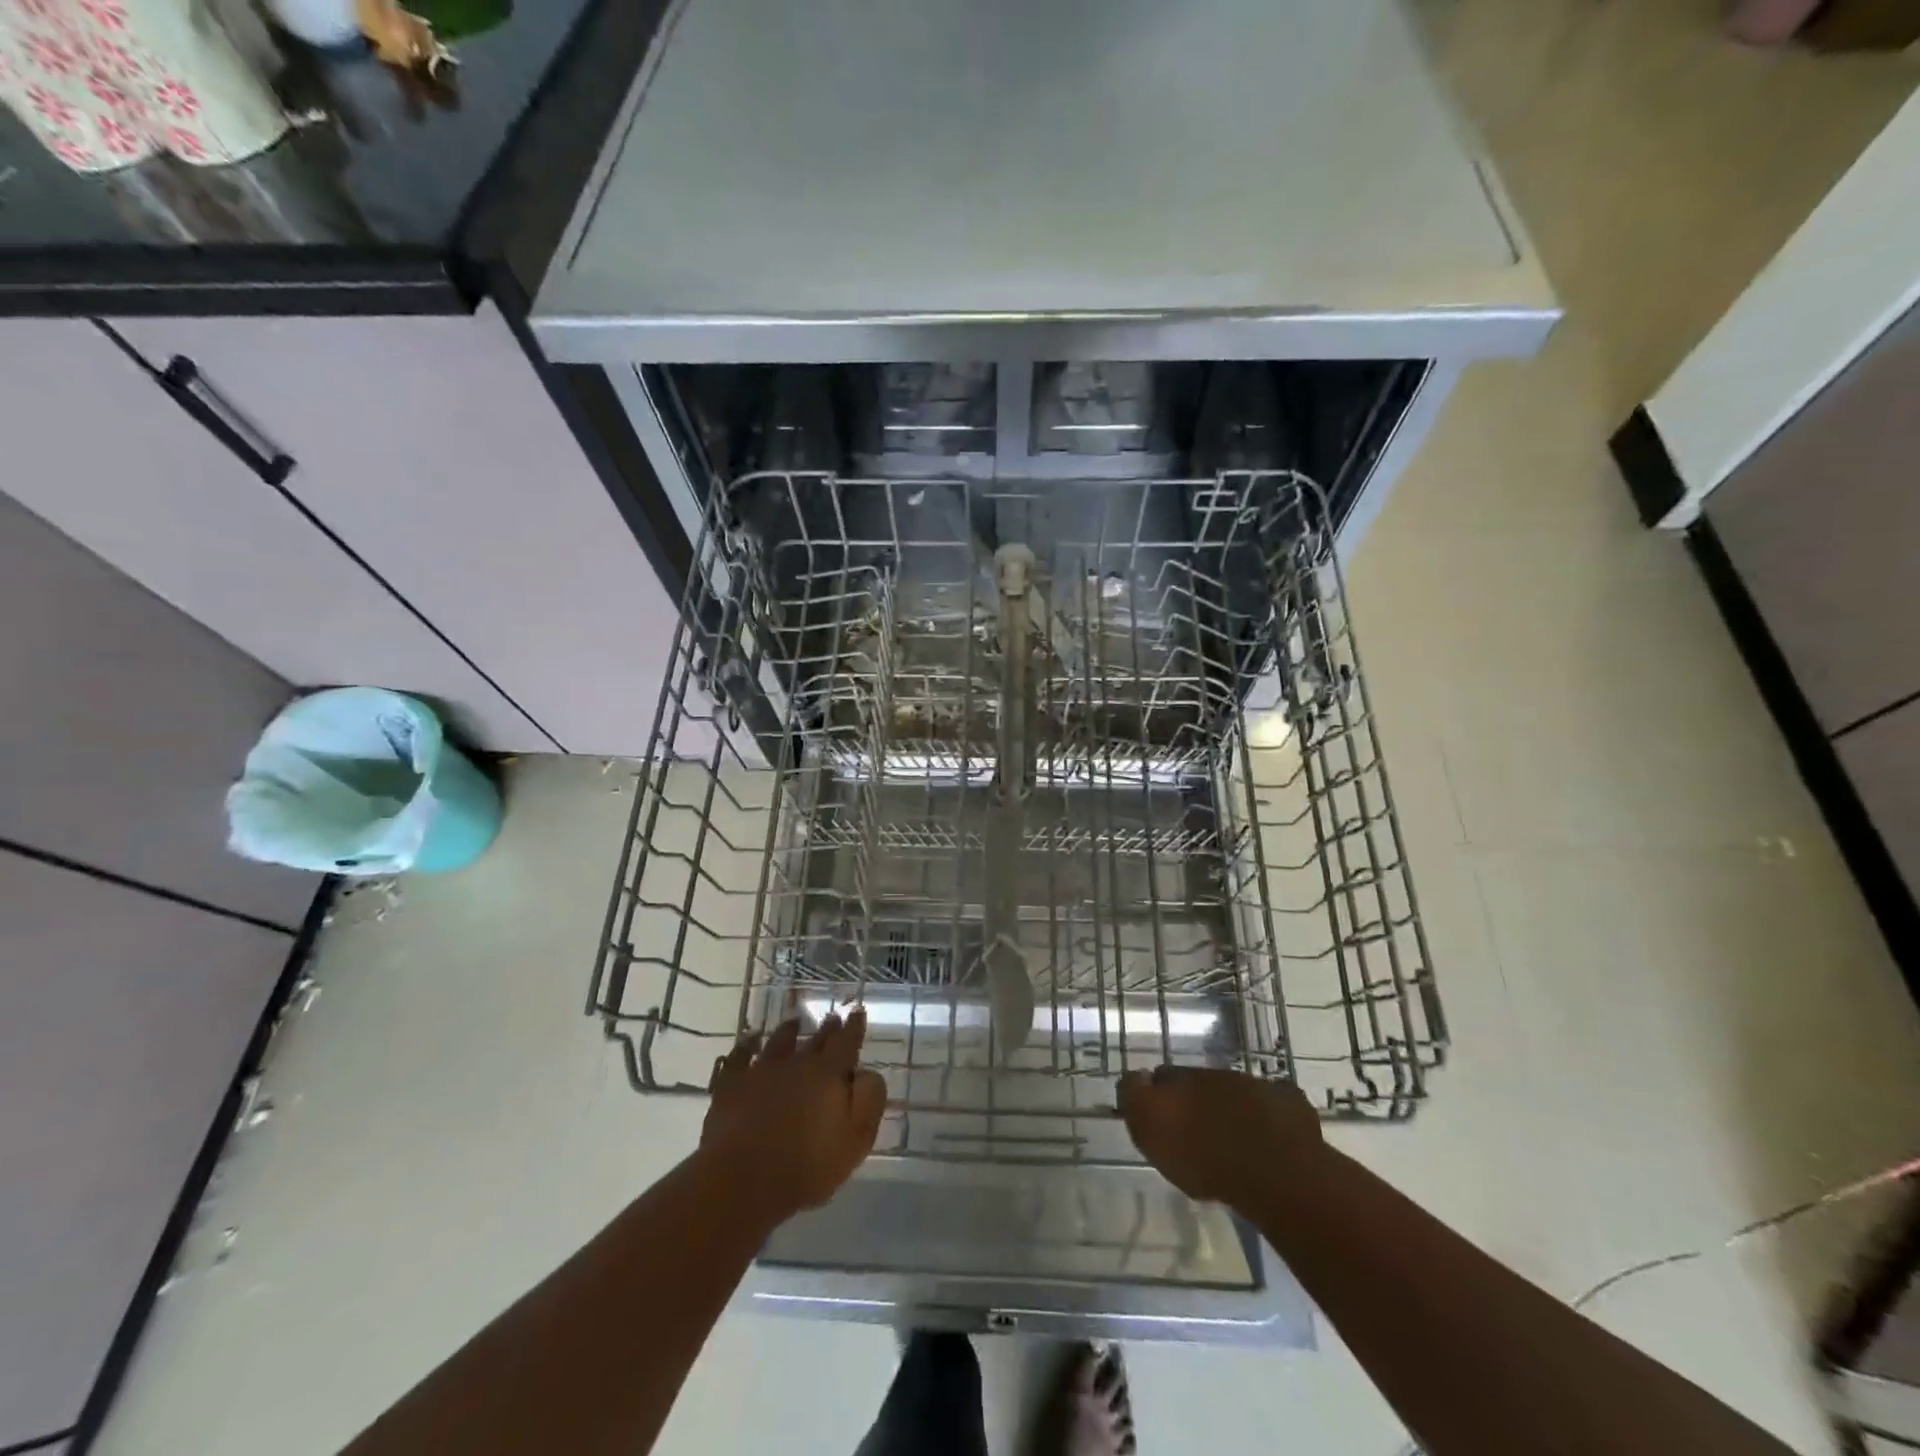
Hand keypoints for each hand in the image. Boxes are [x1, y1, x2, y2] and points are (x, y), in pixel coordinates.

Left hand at [699, 1010, 887, 1226]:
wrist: (744, 1182)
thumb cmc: (808, 1166)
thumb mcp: (856, 1140)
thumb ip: (869, 1100)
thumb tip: (867, 1073)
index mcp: (828, 1073)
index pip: (847, 1042)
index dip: (854, 1027)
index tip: (858, 1012)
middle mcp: (796, 1063)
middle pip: (816, 1040)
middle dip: (827, 1028)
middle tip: (833, 1018)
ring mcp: (761, 1071)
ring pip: (778, 1042)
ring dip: (789, 1031)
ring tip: (794, 1023)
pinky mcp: (732, 1086)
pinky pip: (739, 1057)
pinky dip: (745, 1046)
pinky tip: (749, 1041)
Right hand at [1118, 1065, 1322, 1207]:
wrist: (1273, 1173)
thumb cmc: (1203, 1156)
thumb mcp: (1150, 1128)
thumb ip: (1135, 1096)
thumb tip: (1134, 1076)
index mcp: (1185, 1078)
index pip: (1164, 1075)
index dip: (1159, 1093)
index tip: (1160, 1115)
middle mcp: (1220, 1075)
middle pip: (1202, 1084)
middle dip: (1197, 1103)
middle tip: (1195, 1132)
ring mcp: (1259, 1089)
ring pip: (1238, 1095)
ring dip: (1232, 1112)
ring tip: (1232, 1142)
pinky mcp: (1292, 1109)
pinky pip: (1276, 1110)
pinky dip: (1270, 1120)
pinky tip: (1270, 1141)